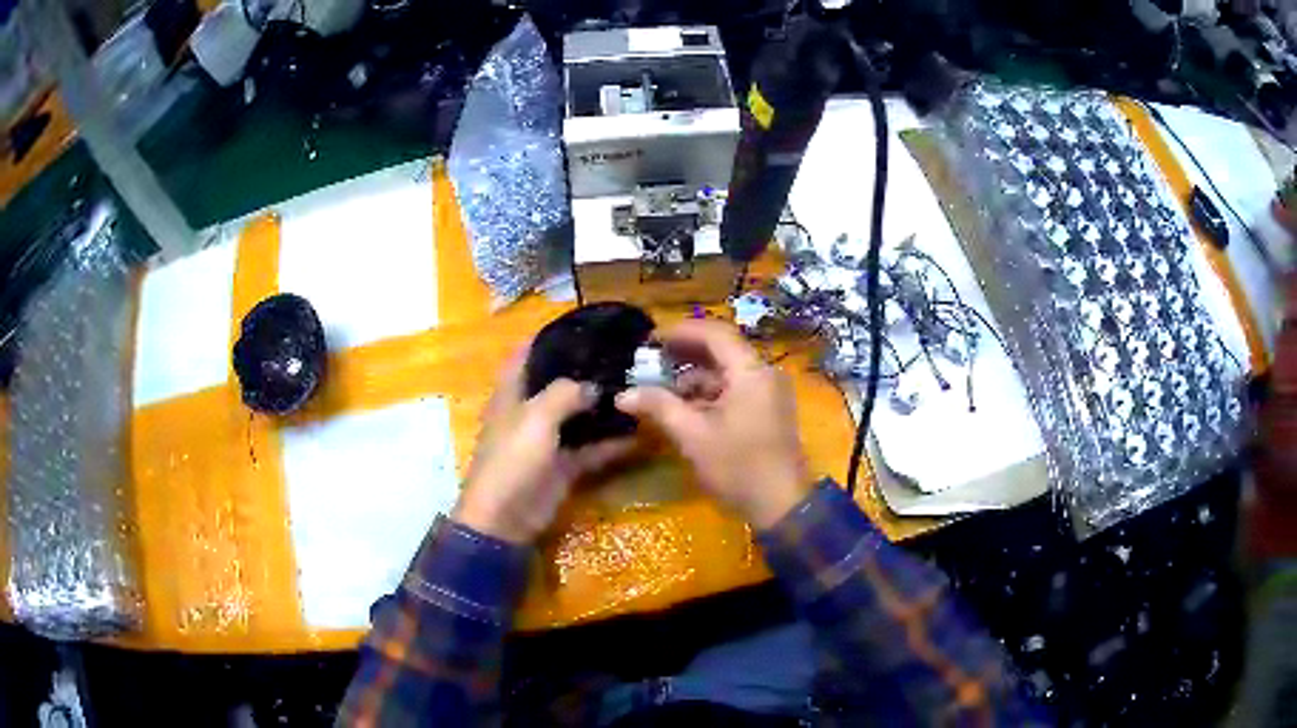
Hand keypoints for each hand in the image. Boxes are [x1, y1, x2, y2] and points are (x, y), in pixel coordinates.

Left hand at [454, 350, 634, 543]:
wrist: (506, 517)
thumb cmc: (512, 459)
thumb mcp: (536, 417)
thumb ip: (565, 393)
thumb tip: (593, 385)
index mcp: (512, 393)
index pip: (527, 354)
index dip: (549, 337)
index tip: (583, 325)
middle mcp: (530, 411)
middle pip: (558, 384)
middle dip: (586, 371)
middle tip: (624, 356)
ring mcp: (547, 440)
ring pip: (578, 416)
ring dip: (603, 406)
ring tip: (637, 388)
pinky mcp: (563, 466)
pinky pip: (591, 449)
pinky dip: (612, 443)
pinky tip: (640, 432)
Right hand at [615, 319, 810, 528]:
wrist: (782, 505)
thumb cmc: (738, 467)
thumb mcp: (693, 436)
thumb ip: (659, 407)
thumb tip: (623, 395)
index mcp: (751, 371)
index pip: (715, 333)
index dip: (681, 331)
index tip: (651, 339)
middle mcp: (764, 373)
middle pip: (723, 349)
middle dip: (685, 353)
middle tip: (651, 359)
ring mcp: (769, 392)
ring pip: (729, 371)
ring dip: (696, 375)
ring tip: (661, 386)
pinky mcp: (769, 410)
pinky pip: (737, 388)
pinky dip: (711, 392)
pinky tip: (685, 405)